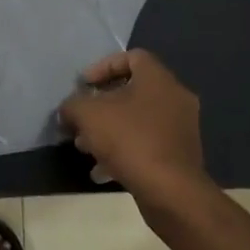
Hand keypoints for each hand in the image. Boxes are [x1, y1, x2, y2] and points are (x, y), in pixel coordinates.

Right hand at [58, 49, 212, 208]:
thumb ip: (72, 105)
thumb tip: (68, 110)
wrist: (171, 192)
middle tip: (80, 119)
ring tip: (84, 147)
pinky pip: (146, 145)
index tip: (84, 85)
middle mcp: (175, 98)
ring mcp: (180, 129)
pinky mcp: (180, 156)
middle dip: (101, 104)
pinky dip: (123, 152)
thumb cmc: (130, 140)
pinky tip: (101, 171)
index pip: (132, 57)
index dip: (103, 66)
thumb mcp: (88, 115)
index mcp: (158, 79)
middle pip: (133, 91)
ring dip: (109, 130)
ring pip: (138, 120)